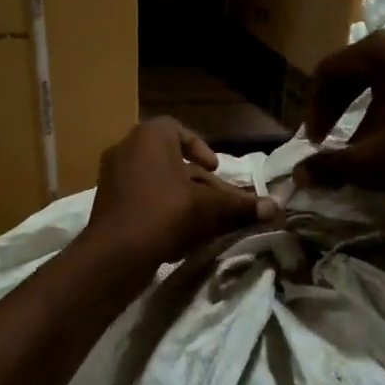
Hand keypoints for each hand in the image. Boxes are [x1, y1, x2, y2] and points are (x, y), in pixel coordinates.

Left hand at [81, 118, 277, 274]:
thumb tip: (277, 207)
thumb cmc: (165, 214)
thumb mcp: (210, 208)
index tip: (215, 169)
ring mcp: (112, 176)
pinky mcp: (106, 203)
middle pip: (171, 160)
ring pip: (156, 181)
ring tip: (202, 220)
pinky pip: (140, 198)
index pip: (178, 130)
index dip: (200, 148)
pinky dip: (160, 209)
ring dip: (181, 197)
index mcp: (149, 136)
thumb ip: (241, 205)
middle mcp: (126, 148)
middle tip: (217, 201)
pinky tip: (177, 233)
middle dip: (197, 181)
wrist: (115, 254)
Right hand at [296, 26, 384, 206]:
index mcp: (384, 49)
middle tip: (326, 140)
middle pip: (354, 70)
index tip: (312, 142)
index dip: (313, 108)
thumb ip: (329, 164)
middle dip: (335, 107)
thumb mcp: (372, 161)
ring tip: (357, 144)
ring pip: (380, 77)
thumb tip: (300, 174)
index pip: (329, 70)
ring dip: (361, 109)